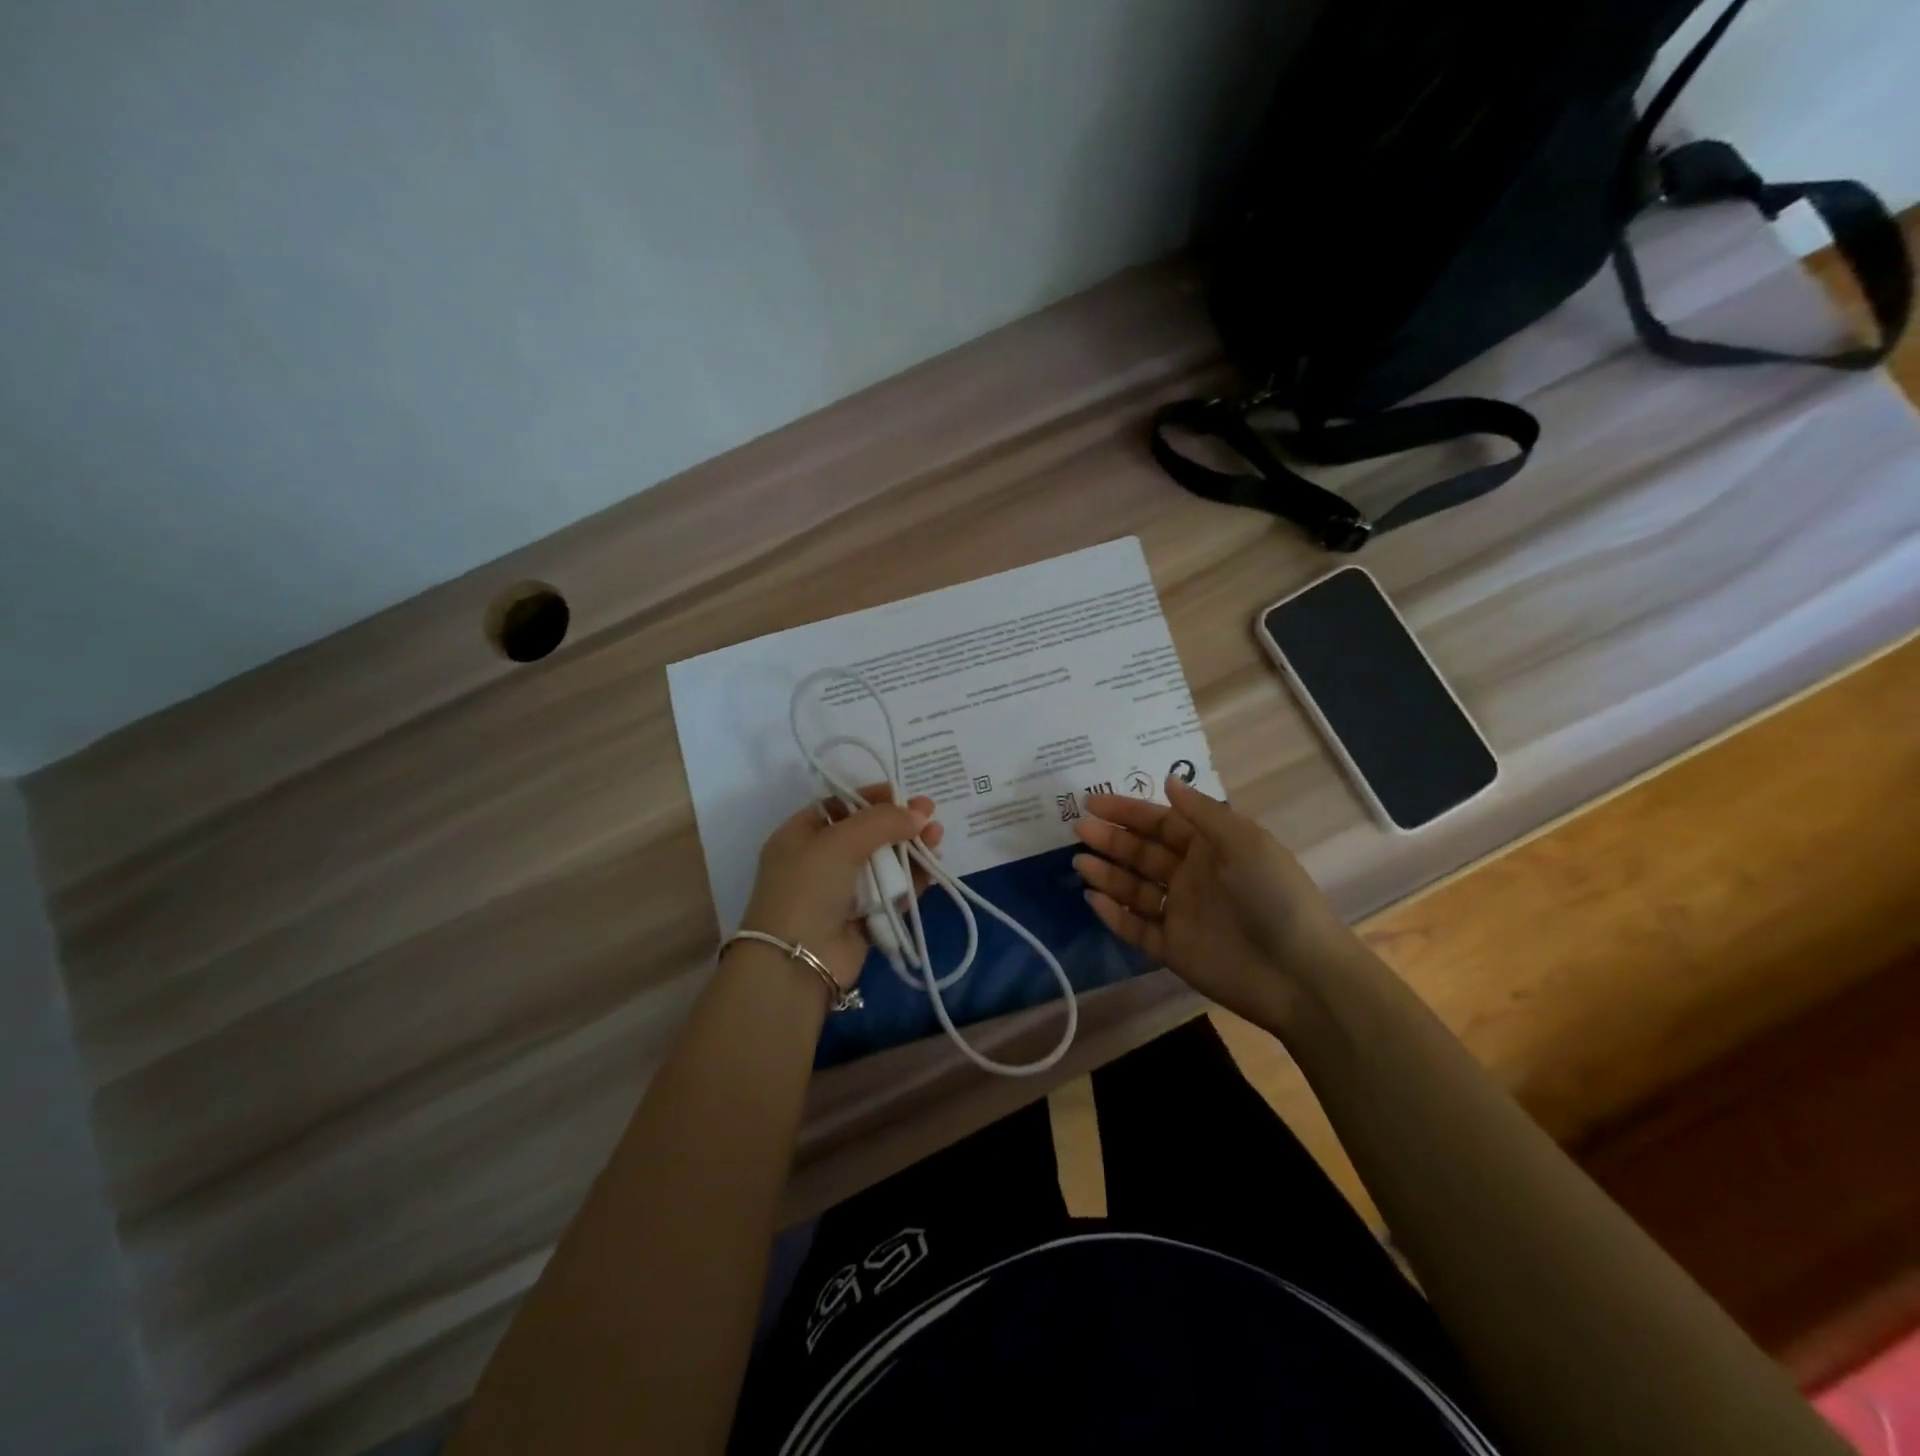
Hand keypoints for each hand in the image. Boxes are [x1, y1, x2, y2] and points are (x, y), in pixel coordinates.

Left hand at [738, 784, 943, 990]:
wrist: (797, 961)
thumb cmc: (809, 887)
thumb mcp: (840, 841)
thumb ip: (882, 822)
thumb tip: (918, 814)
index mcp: (800, 835)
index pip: (840, 805)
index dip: (871, 798)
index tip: (902, 793)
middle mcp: (819, 861)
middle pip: (867, 833)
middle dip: (899, 823)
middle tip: (931, 814)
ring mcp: (842, 892)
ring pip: (884, 863)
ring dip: (910, 849)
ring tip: (937, 837)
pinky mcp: (863, 918)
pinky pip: (892, 893)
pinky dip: (912, 880)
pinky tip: (933, 868)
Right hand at [1072, 776, 1362, 1026]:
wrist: (1301, 974)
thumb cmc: (1274, 895)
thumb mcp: (1244, 842)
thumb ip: (1202, 812)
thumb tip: (1168, 779)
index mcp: (1211, 848)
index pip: (1161, 823)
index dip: (1128, 811)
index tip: (1092, 802)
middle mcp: (1192, 877)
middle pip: (1143, 853)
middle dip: (1111, 839)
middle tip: (1078, 828)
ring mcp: (1181, 914)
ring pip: (1135, 889)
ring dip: (1107, 874)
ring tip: (1079, 862)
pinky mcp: (1174, 950)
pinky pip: (1137, 928)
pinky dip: (1114, 915)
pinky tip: (1092, 899)